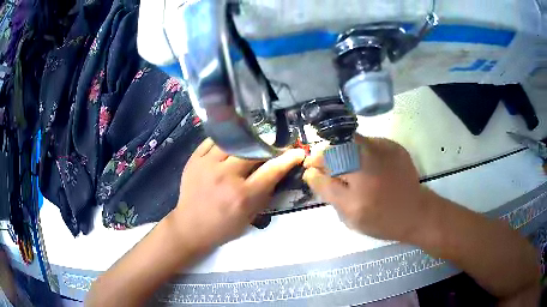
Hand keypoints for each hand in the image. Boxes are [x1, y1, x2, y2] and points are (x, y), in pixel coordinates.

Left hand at [171, 138, 304, 252]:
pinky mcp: (194, 159)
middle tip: (272, 147)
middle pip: (253, 151)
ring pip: (234, 141)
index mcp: (242, 195)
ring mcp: (207, 165)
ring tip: (252, 142)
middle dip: (268, 147)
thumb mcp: (250, 217)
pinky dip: (225, 141)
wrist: (190, 227)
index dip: (288, 158)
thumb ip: (264, 194)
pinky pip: (212, 141)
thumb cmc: (223, 227)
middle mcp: (226, 176)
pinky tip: (230, 143)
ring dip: (247, 141)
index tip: (297, 151)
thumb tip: (276, 172)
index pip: (271, 170)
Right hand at [303, 134, 427, 241]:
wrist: (416, 213)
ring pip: (353, 142)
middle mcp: (370, 150)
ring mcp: (384, 145)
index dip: (314, 160)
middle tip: (329, 174)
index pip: (325, 154)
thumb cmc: (381, 218)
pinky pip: (369, 144)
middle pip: (338, 143)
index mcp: (357, 168)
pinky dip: (361, 154)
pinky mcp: (394, 146)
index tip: (310, 169)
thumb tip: (310, 172)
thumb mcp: (349, 213)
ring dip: (345, 154)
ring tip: (350, 174)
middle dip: (328, 156)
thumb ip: (326, 189)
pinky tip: (367, 171)